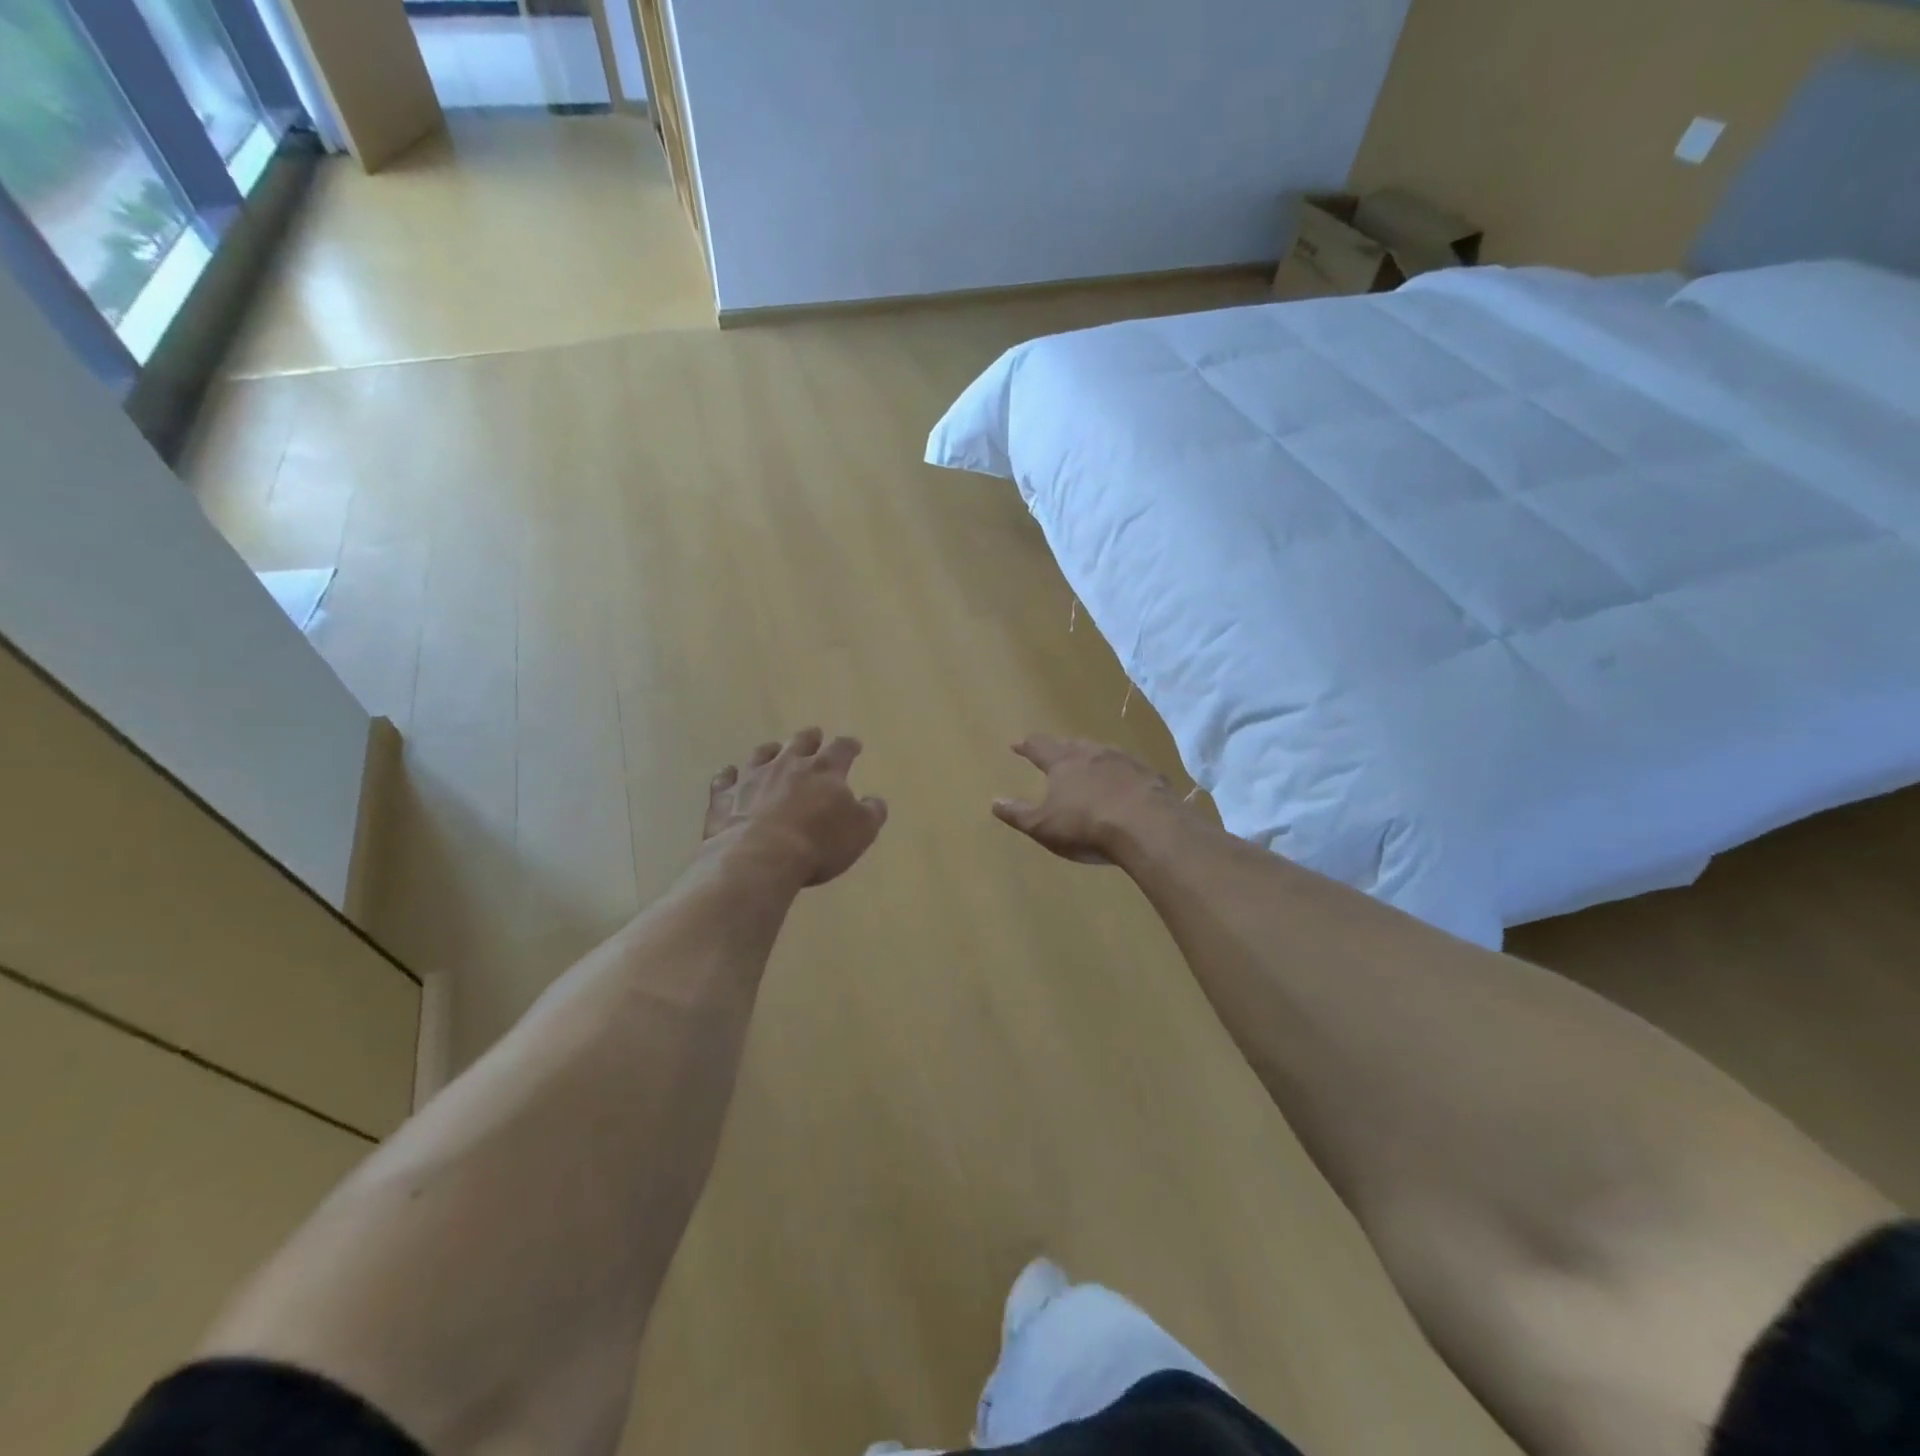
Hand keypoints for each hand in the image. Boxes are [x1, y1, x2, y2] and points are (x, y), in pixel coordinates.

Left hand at [705, 728, 887, 886]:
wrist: (760, 858)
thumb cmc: (818, 844)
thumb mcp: (860, 832)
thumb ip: (871, 812)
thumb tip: (874, 800)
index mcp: (825, 770)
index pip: (842, 749)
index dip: (849, 746)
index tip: (854, 745)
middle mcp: (788, 765)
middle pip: (801, 742)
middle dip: (810, 738)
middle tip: (814, 736)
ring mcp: (753, 777)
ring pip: (762, 754)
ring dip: (770, 751)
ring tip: (773, 749)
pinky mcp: (725, 796)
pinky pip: (725, 779)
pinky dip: (729, 775)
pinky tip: (729, 775)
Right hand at [992, 736, 1183, 863]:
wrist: (1148, 825)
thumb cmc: (1087, 825)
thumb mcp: (1043, 826)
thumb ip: (1018, 814)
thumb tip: (994, 802)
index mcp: (1063, 762)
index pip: (1039, 747)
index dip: (1027, 746)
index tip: (1017, 744)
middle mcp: (1093, 753)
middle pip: (1073, 744)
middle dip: (1061, 748)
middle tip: (1055, 751)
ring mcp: (1125, 761)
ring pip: (1103, 753)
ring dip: (1093, 757)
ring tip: (1089, 764)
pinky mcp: (1150, 775)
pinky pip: (1130, 770)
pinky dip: (1122, 774)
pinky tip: (1125, 785)